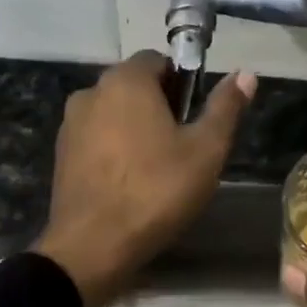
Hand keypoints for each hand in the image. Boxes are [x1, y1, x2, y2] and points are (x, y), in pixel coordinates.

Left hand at [33, 51, 255, 306]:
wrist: (93, 246)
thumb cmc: (156, 191)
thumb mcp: (205, 151)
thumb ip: (225, 108)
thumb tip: (245, 74)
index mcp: (126, 81)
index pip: (158, 60)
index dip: (183, 83)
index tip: (196, 117)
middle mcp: (91, 92)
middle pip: (133, 86)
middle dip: (159, 106)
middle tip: (183, 147)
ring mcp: (70, 125)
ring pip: (113, 115)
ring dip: (135, 129)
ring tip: (157, 169)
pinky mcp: (61, 156)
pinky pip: (96, 140)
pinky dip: (114, 151)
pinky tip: (129, 183)